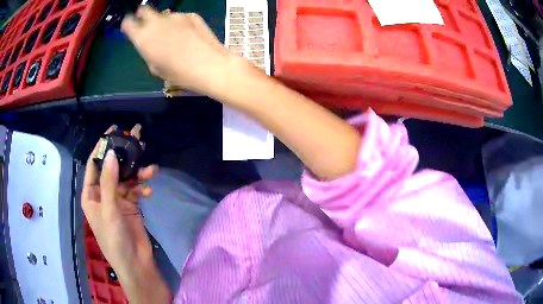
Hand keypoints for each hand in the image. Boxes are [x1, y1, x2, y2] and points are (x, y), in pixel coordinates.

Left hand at [82, 125, 169, 302]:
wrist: (135, 264)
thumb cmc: (114, 239)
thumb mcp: (109, 210)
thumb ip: (109, 182)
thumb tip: (112, 153)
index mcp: (91, 194)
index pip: (94, 164)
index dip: (102, 147)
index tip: (113, 131)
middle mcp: (103, 194)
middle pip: (112, 168)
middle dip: (123, 155)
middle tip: (136, 137)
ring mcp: (118, 200)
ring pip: (127, 178)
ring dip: (138, 173)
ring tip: (151, 169)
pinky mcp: (131, 206)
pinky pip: (136, 191)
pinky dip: (143, 188)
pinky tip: (150, 190)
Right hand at [121, 6, 243, 95]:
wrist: (208, 65)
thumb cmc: (178, 73)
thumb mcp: (155, 67)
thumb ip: (148, 50)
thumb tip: (150, 44)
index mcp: (142, 37)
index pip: (128, 23)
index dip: (129, 24)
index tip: (131, 27)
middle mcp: (156, 22)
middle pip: (145, 10)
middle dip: (144, 15)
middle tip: (149, 25)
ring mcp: (174, 16)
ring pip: (164, 15)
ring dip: (164, 22)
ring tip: (174, 36)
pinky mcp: (190, 14)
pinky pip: (180, 18)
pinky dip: (180, 24)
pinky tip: (189, 35)